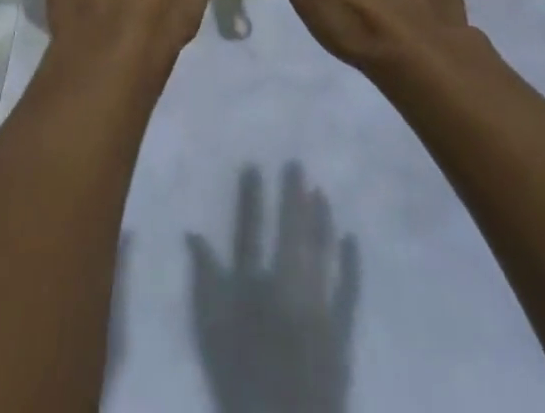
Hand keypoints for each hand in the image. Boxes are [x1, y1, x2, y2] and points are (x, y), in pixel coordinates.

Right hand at [187, 163, 358, 412]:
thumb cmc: (240, 380)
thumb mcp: (210, 330)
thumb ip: (203, 279)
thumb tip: (193, 233)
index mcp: (253, 286)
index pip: (249, 232)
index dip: (251, 199)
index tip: (254, 166)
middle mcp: (287, 286)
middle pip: (290, 231)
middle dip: (292, 196)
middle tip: (296, 164)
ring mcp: (318, 307)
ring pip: (321, 251)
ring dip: (320, 219)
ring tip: (320, 192)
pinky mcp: (341, 333)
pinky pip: (349, 290)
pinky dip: (351, 263)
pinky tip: (351, 238)